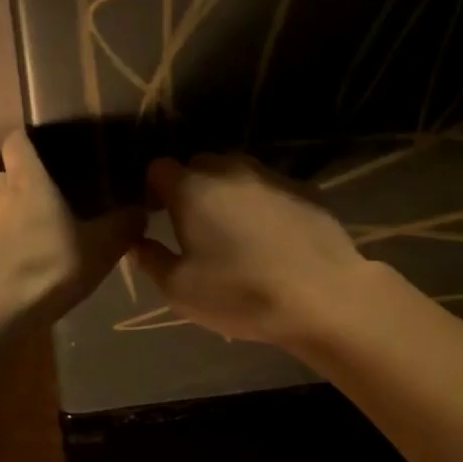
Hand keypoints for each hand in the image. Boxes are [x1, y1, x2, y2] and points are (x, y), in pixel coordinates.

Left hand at [0, 129, 142, 323]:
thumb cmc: (49, 266)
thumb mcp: (101, 248)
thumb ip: (123, 226)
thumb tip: (140, 211)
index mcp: (26, 180)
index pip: (16, 140)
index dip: (30, 143)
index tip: (51, 155)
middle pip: (5, 177)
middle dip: (24, 187)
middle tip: (53, 207)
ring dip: (13, 221)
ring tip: (41, 243)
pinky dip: (3, 251)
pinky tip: (25, 272)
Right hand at [129, 154, 377, 347]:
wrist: (323, 297)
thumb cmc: (241, 293)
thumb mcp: (180, 290)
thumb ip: (151, 260)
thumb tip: (138, 241)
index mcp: (192, 189)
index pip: (158, 168)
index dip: (153, 191)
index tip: (157, 218)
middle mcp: (230, 170)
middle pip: (199, 164)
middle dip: (190, 187)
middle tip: (194, 226)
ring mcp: (272, 176)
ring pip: (236, 172)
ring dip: (227, 192)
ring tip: (234, 230)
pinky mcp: (305, 189)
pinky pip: (270, 187)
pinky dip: (262, 202)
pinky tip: (272, 235)